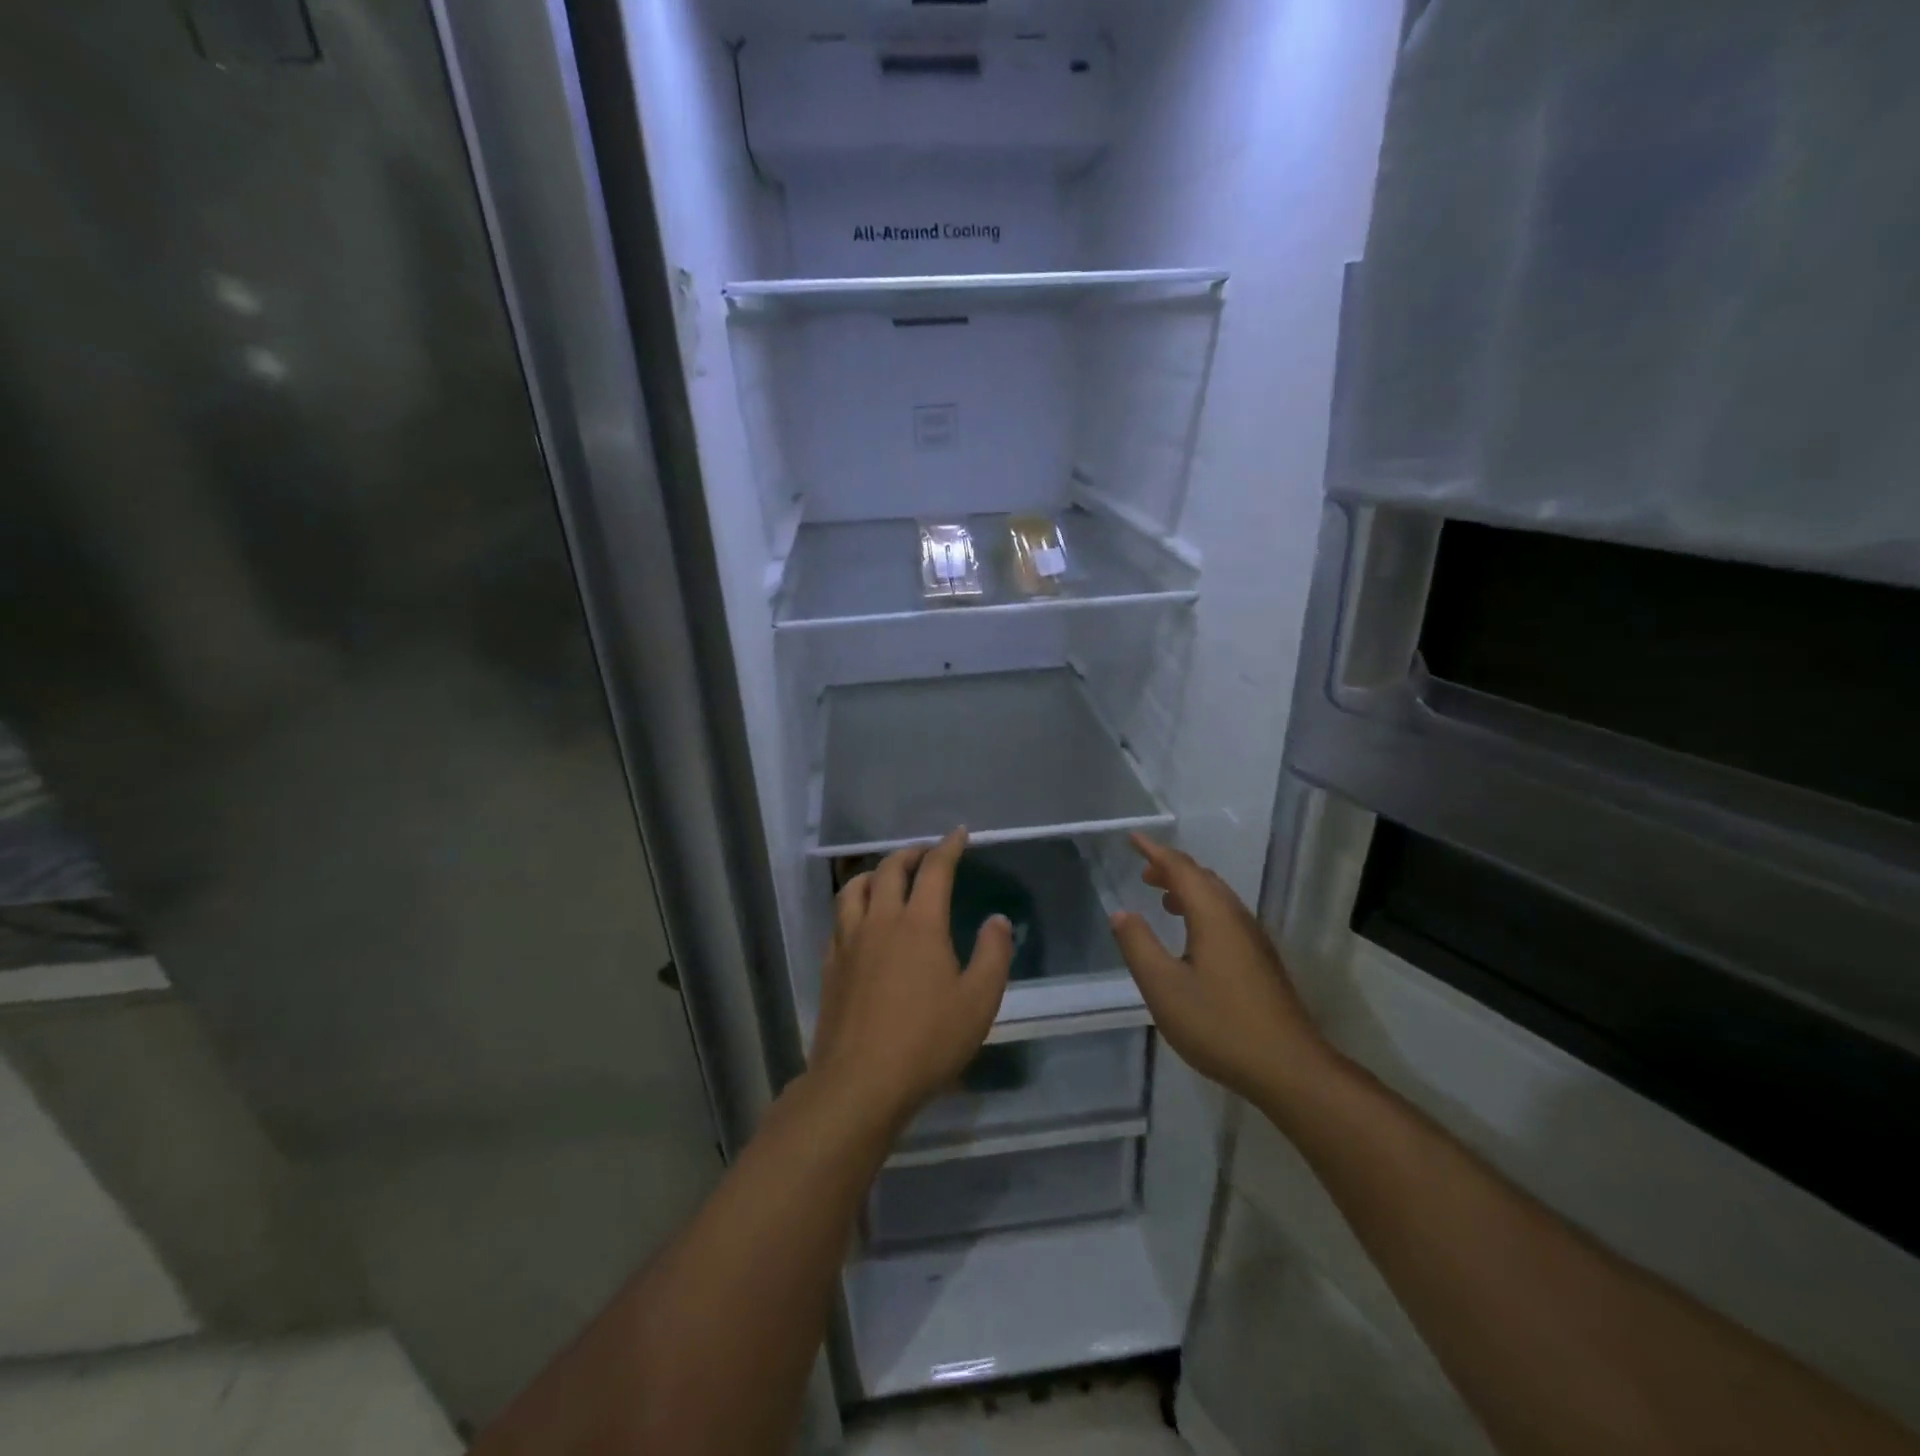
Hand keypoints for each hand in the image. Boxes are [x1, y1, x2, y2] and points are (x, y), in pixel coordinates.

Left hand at [810, 827, 1012, 1129]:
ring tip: (887, 877)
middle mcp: (880, 921)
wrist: (860, 1082)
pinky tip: (861, 920)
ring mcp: (849, 941)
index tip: (959, 834)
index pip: (935, 869)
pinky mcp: (830, 964)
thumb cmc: (928, 1041)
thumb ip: (993, 954)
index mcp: (919, 924)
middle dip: (910, 853)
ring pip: (855, 888)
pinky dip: (854, 905)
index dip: (948, 847)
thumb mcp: (978, 1001)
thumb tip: (997, 920)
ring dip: (875, 873)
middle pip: (890, 869)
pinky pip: (839, 918)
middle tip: (926, 854)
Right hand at [1109, 833, 1329, 1102]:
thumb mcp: (1163, 987)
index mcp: (1213, 916)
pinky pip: (1227, 915)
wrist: (1289, 1068)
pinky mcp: (1261, 961)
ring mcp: (1254, 939)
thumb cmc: (1219, 1024)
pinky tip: (1193, 935)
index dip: (1154, 851)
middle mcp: (1236, 918)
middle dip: (1172, 867)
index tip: (1132, 838)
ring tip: (1164, 897)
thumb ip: (1138, 946)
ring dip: (1189, 888)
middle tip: (1144, 870)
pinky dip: (1203, 908)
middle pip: (1203, 878)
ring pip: (1218, 897)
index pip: (1180, 868)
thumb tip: (1121, 912)